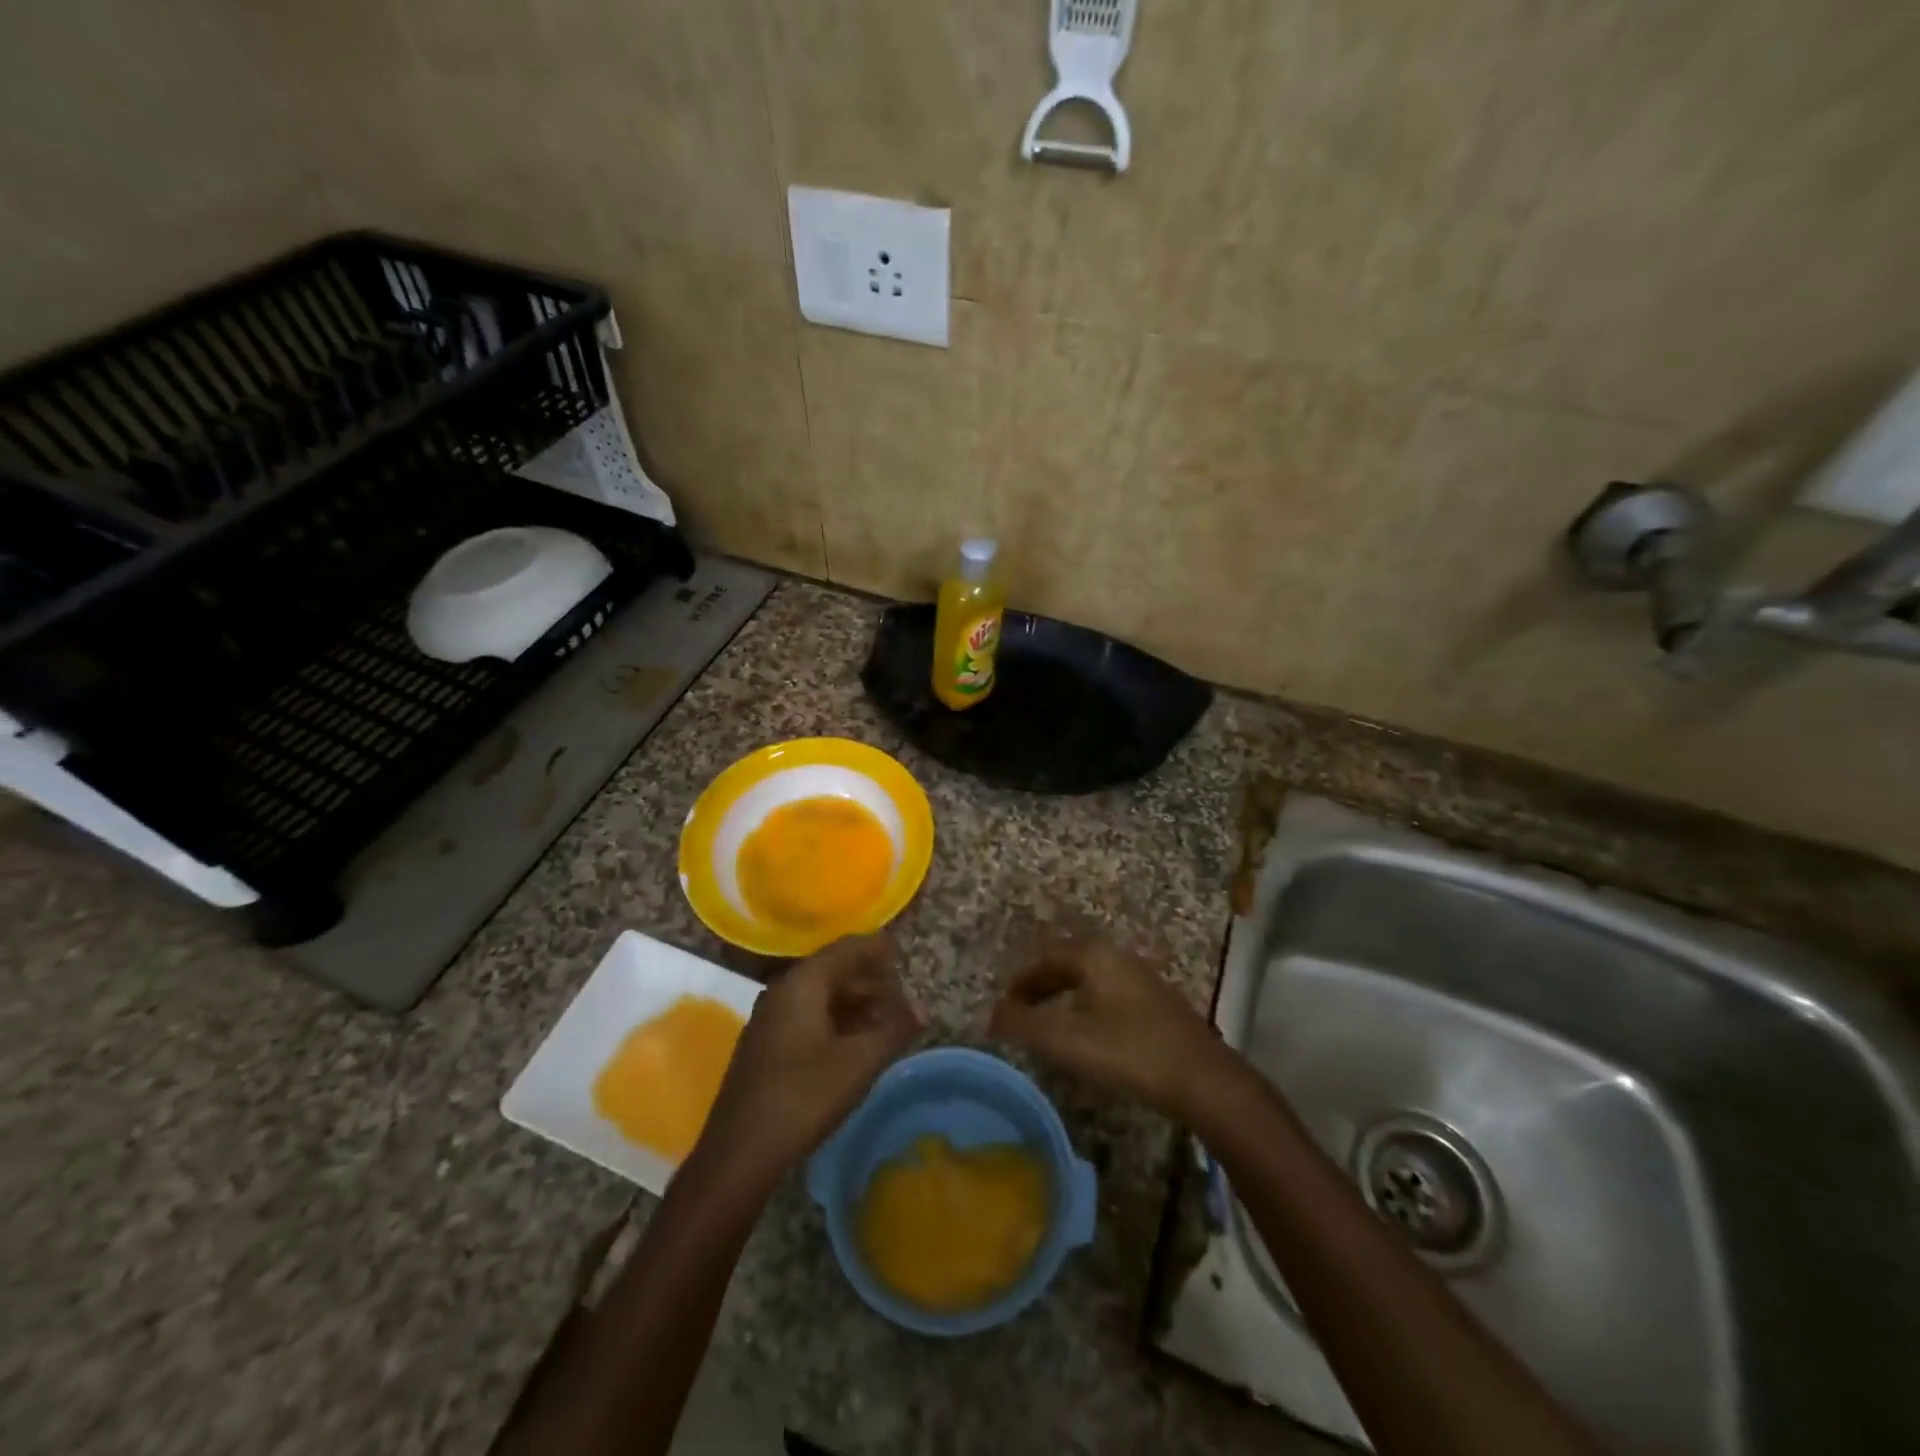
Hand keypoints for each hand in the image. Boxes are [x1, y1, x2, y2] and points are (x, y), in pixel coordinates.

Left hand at [697, 934, 922, 1181]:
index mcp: (803, 983)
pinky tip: (854, 1045)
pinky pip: (807, 1016)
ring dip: (854, 1004)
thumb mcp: (859, 1062)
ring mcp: (770, 1018)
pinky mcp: (765, 1045)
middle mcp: (783, 990)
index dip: (877, 950)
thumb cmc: (804, 1096)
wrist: (740, 1153)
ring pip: (820, 995)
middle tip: (902, 999)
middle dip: (870, 981)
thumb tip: (921, 1009)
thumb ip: (894, 1029)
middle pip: (833, 970)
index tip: (903, 954)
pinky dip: (836, 1021)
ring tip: (885, 1023)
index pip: (847, 948)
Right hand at [989, 933, 1224, 1119]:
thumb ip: (1023, 1024)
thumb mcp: (1066, 1039)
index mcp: (1094, 955)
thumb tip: (992, 1014)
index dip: (1019, 981)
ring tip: (1046, 1026)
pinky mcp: (1157, 1005)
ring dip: (1062, 998)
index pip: (1045, 957)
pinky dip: (1085, 1008)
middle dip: (1039, 987)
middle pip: (1067, 964)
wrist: (1203, 1080)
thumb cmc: (1129, 1051)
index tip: (1002, 1007)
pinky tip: (1087, 1036)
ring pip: (1089, 980)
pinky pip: (1107, 995)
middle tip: (1018, 1014)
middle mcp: (1117, 957)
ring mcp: (1141, 980)